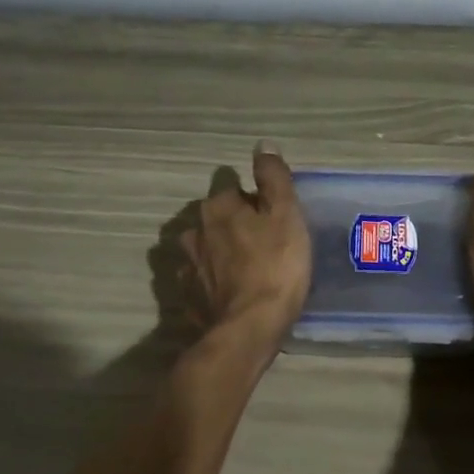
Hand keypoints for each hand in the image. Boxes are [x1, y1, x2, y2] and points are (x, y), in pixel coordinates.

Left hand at [181, 143, 311, 347]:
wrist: (249, 328)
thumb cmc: (276, 266)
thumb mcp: (286, 215)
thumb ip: (273, 178)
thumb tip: (262, 145)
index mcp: (218, 207)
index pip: (230, 184)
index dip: (252, 196)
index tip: (271, 212)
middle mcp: (194, 230)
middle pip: (215, 215)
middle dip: (234, 222)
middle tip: (263, 240)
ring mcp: (187, 265)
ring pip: (205, 246)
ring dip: (220, 250)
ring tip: (245, 267)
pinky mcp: (188, 296)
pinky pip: (200, 278)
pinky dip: (212, 280)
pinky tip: (229, 291)